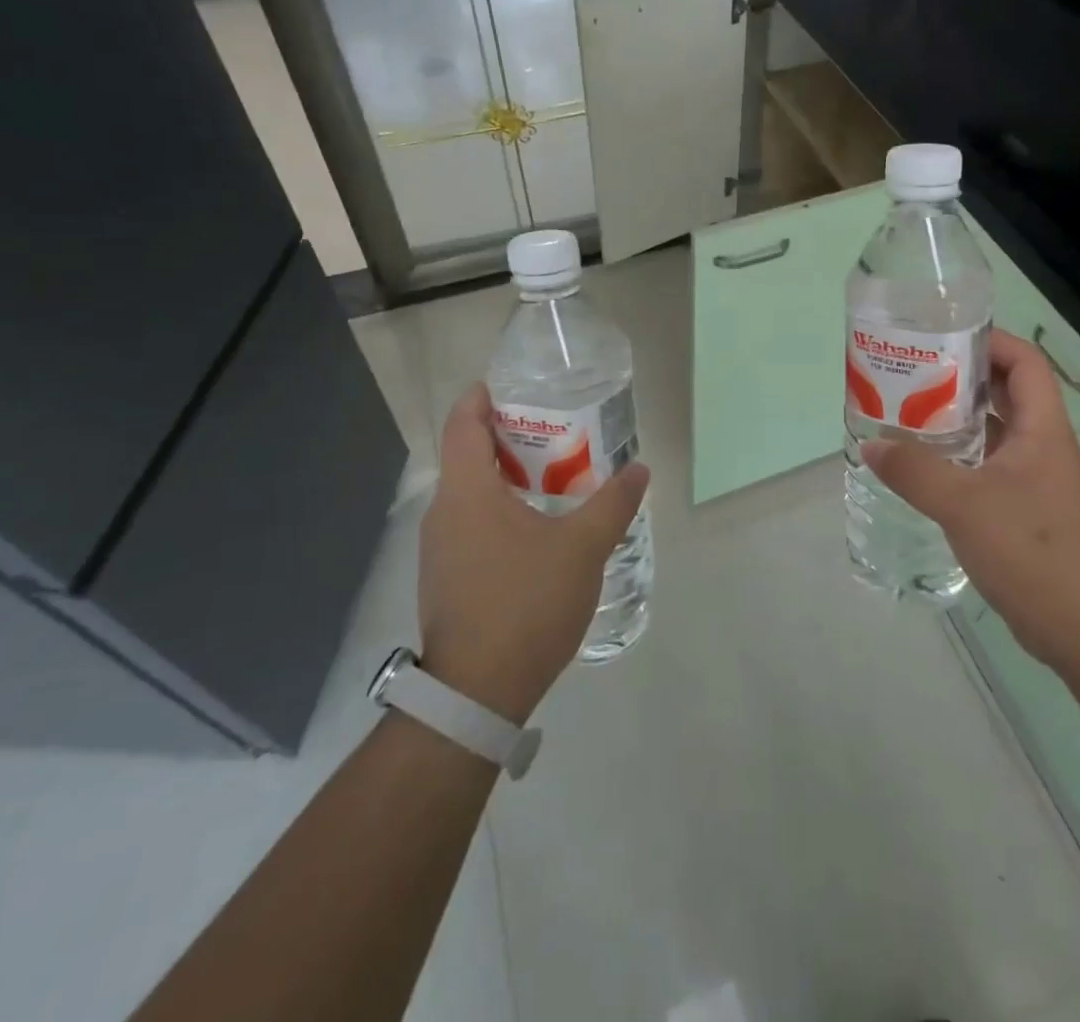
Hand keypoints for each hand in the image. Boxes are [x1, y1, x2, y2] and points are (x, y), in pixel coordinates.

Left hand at [417, 384, 649, 721]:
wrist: (477, 693)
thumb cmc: (526, 602)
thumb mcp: (583, 548)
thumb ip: (613, 503)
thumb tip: (640, 469)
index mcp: (466, 492)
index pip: (461, 423)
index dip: (482, 397)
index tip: (513, 386)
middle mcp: (443, 512)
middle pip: (467, 455)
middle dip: (508, 436)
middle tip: (555, 430)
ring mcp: (439, 549)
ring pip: (470, 493)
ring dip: (506, 477)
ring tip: (554, 477)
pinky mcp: (446, 578)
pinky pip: (470, 524)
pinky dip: (499, 511)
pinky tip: (537, 530)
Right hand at [863, 327, 1079, 670]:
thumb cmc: (1031, 550)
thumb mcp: (964, 504)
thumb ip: (915, 471)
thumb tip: (871, 445)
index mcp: (1041, 428)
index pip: (1025, 362)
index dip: (990, 341)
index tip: (943, 338)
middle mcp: (1041, 445)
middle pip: (1005, 391)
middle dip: (961, 376)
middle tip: (912, 373)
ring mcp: (1033, 478)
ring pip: (993, 430)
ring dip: (955, 418)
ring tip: (907, 411)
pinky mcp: (1022, 508)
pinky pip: (986, 464)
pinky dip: (957, 456)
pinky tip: (922, 465)